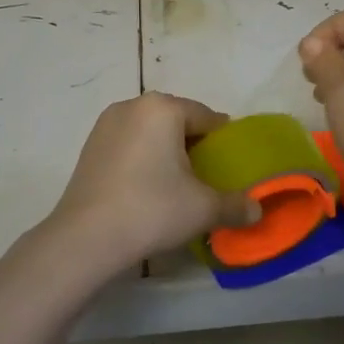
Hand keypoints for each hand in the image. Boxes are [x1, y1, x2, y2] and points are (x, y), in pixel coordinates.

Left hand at [37, 93, 260, 278]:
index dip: (223, 141)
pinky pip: (129, 143)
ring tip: (176, 184)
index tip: (230, 166)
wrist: (86, 238)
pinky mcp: (89, 146)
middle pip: (177, 120)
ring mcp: (106, 124)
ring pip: (150, 131)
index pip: (207, 117)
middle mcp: (134, 105)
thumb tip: (258, 210)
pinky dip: (142, 158)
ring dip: (166, 150)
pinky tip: (147, 188)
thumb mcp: (204, 208)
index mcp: (164, 108)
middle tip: (206, 177)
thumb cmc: (152, 209)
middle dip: (193, 144)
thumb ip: (236, 205)